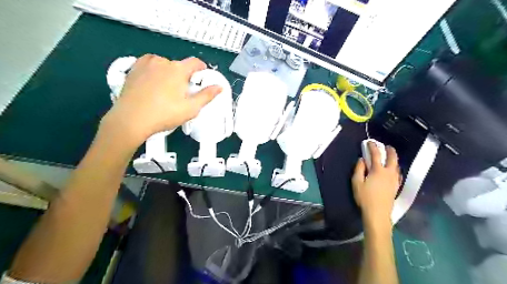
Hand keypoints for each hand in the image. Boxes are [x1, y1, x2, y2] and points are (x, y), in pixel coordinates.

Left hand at [100, 55, 220, 148]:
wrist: (131, 119)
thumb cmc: (164, 114)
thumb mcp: (191, 108)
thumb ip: (207, 96)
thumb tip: (219, 87)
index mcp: (178, 69)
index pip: (195, 62)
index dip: (202, 69)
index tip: (202, 78)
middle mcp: (162, 62)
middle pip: (179, 65)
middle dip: (184, 76)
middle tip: (183, 93)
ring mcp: (146, 63)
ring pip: (164, 65)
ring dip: (169, 74)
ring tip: (166, 90)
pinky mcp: (133, 69)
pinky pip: (149, 65)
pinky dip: (154, 71)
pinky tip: (153, 84)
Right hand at [353, 142, 399, 232]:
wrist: (378, 214)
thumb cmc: (365, 198)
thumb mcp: (356, 182)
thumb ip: (359, 169)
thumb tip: (361, 160)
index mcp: (378, 171)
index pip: (376, 155)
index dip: (372, 147)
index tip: (369, 142)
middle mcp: (389, 173)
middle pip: (392, 159)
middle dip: (390, 151)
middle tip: (387, 146)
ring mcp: (394, 180)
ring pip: (396, 166)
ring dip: (394, 159)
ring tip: (390, 157)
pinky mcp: (396, 187)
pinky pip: (398, 174)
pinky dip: (396, 168)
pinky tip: (394, 170)